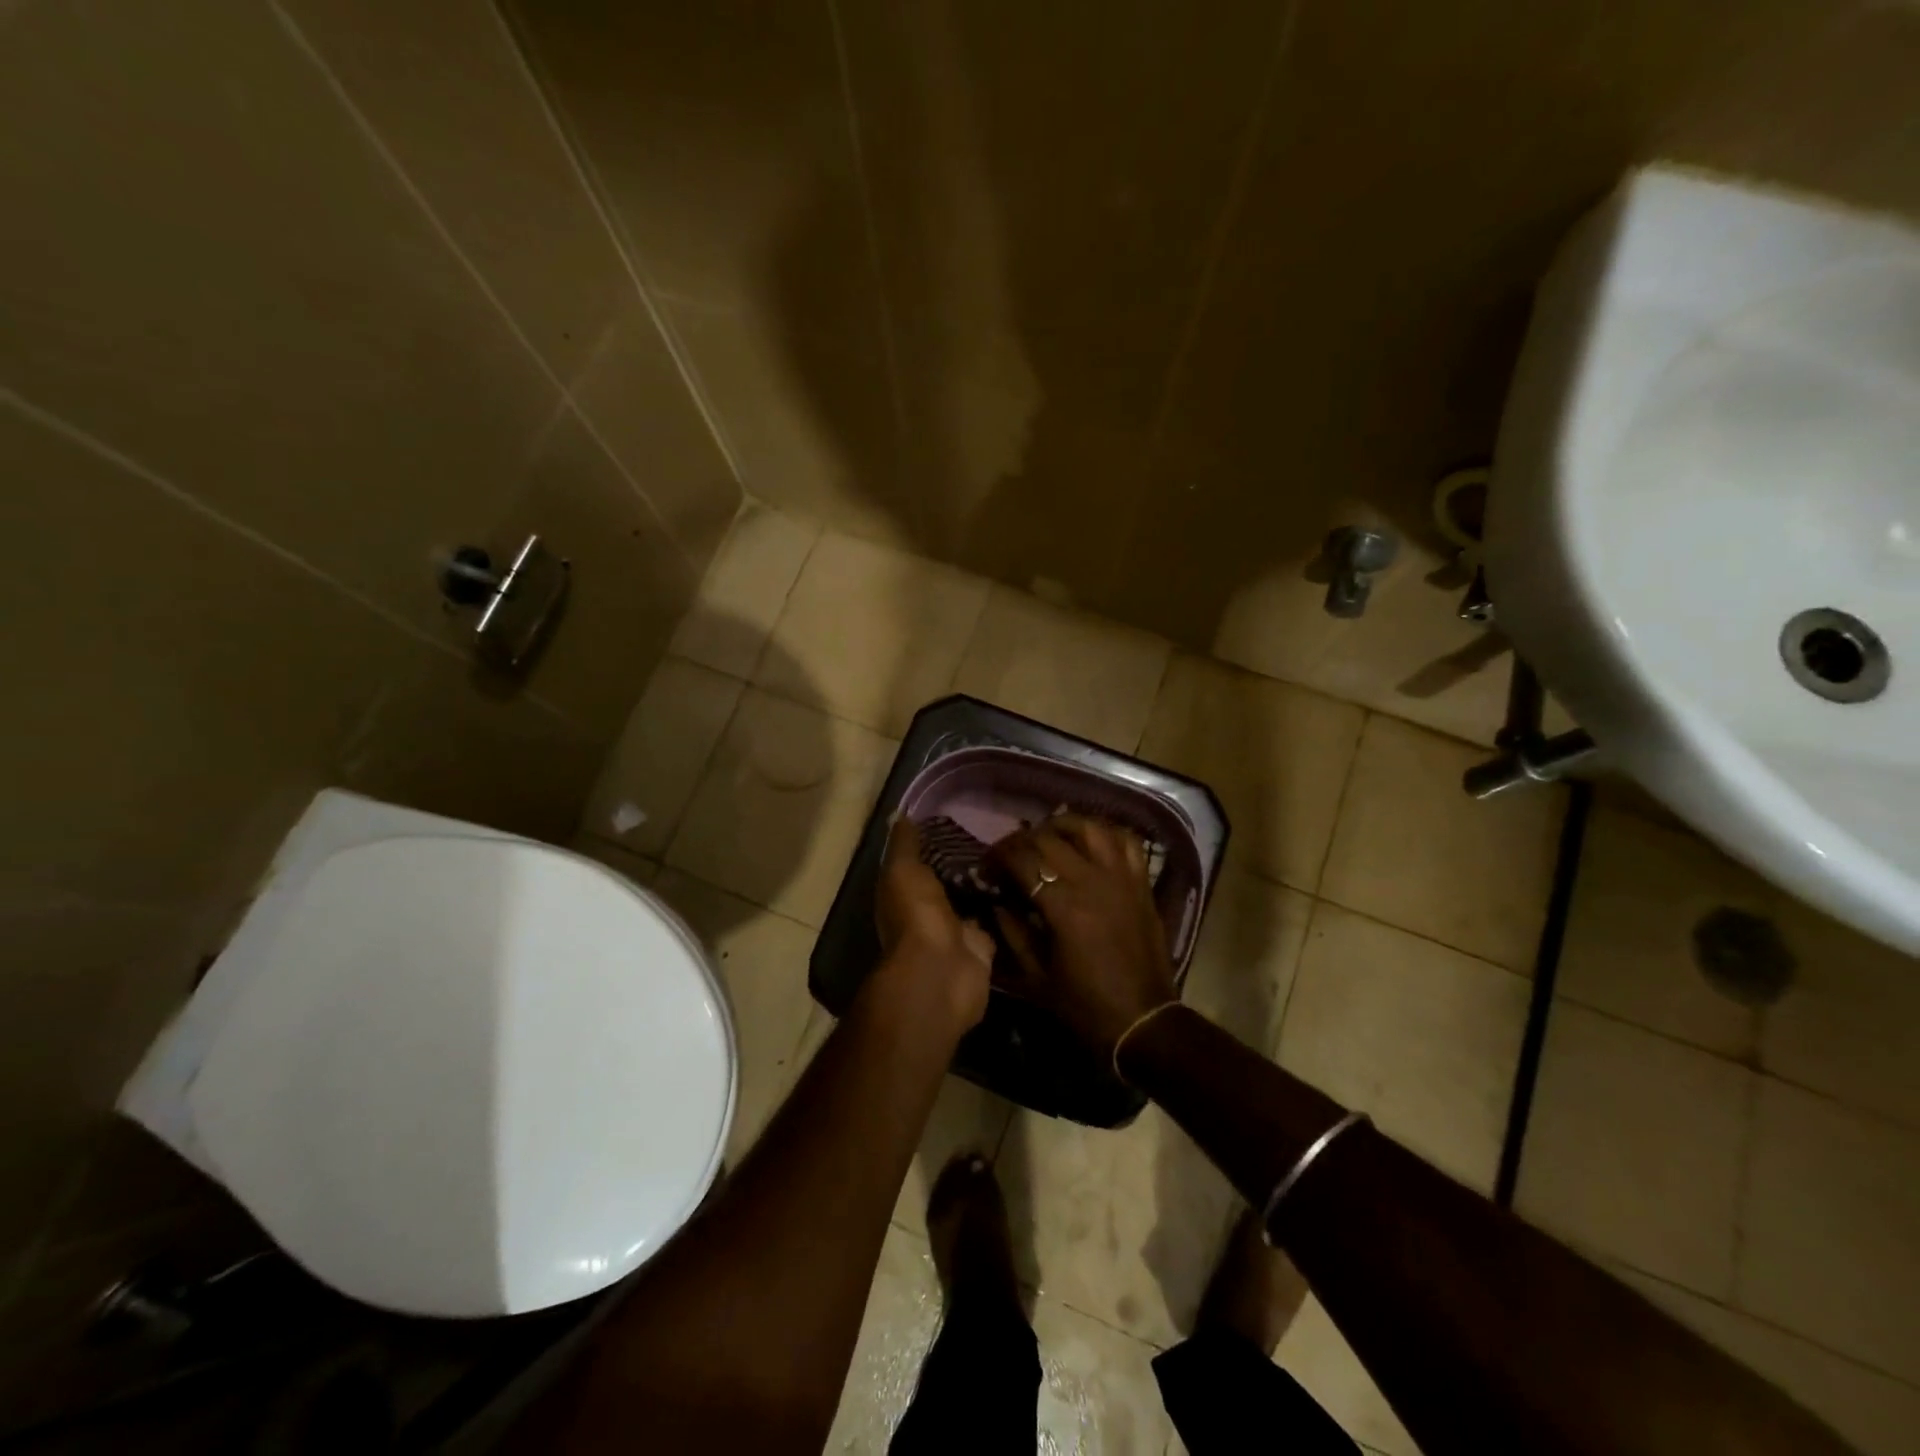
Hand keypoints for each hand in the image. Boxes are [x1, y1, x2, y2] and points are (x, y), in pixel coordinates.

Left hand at [873, 817, 995, 1030]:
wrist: (943, 971)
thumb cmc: (916, 915)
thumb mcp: (903, 870)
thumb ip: (904, 844)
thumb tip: (901, 815)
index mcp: (904, 893)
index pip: (921, 861)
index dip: (936, 841)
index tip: (962, 817)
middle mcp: (928, 911)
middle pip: (950, 880)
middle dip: (968, 861)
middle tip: (998, 831)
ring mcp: (957, 931)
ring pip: (974, 899)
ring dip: (989, 882)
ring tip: (1015, 851)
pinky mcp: (983, 946)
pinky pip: (995, 920)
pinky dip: (1006, 906)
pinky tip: (1024, 882)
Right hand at [988, 815, 1177, 1057]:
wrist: (1143, 1021)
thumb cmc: (1085, 1005)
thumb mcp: (1036, 977)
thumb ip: (1013, 933)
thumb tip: (997, 901)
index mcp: (1064, 906)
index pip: (1022, 860)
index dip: (998, 857)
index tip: (986, 866)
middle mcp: (1093, 881)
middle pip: (1050, 838)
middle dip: (1021, 840)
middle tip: (1009, 853)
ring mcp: (1122, 878)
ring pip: (1090, 828)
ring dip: (1063, 825)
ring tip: (1047, 834)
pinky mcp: (1141, 884)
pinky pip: (1127, 842)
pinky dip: (1107, 833)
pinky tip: (1091, 840)